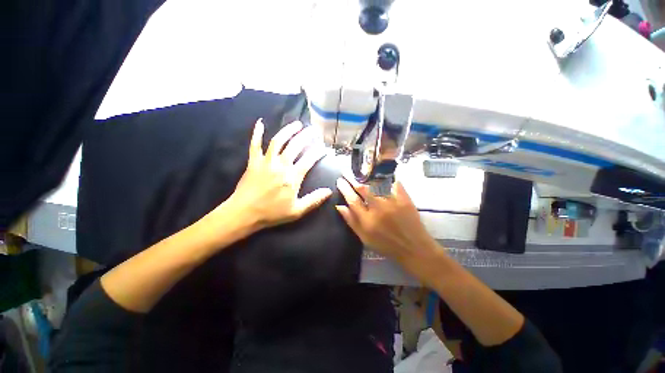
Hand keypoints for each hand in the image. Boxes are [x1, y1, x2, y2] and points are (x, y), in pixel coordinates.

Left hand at [228, 119, 331, 231]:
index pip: (309, 159)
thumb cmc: (272, 213)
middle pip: (295, 145)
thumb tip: (329, 191)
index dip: (318, 152)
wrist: (244, 213)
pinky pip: (255, 145)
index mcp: (292, 177)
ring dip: (288, 130)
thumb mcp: (297, 211)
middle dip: (306, 136)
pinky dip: (257, 133)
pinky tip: (260, 123)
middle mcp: (281, 165)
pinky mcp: (253, 162)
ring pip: (278, 141)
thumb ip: (314, 200)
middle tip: (314, 130)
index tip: (325, 149)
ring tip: (297, 124)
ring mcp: (266, 161)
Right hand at [335, 177, 437, 265]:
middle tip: (346, 172)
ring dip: (367, 176)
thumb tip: (340, 206)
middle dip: (352, 178)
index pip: (352, 200)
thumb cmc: (386, 244)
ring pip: (377, 184)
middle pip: (363, 189)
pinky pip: (394, 183)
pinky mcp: (404, 199)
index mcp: (367, 220)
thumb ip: (351, 221)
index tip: (340, 181)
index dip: (344, 189)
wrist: (413, 248)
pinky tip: (381, 175)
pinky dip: (387, 178)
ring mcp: (392, 202)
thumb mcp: (364, 238)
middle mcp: (378, 209)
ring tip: (360, 172)